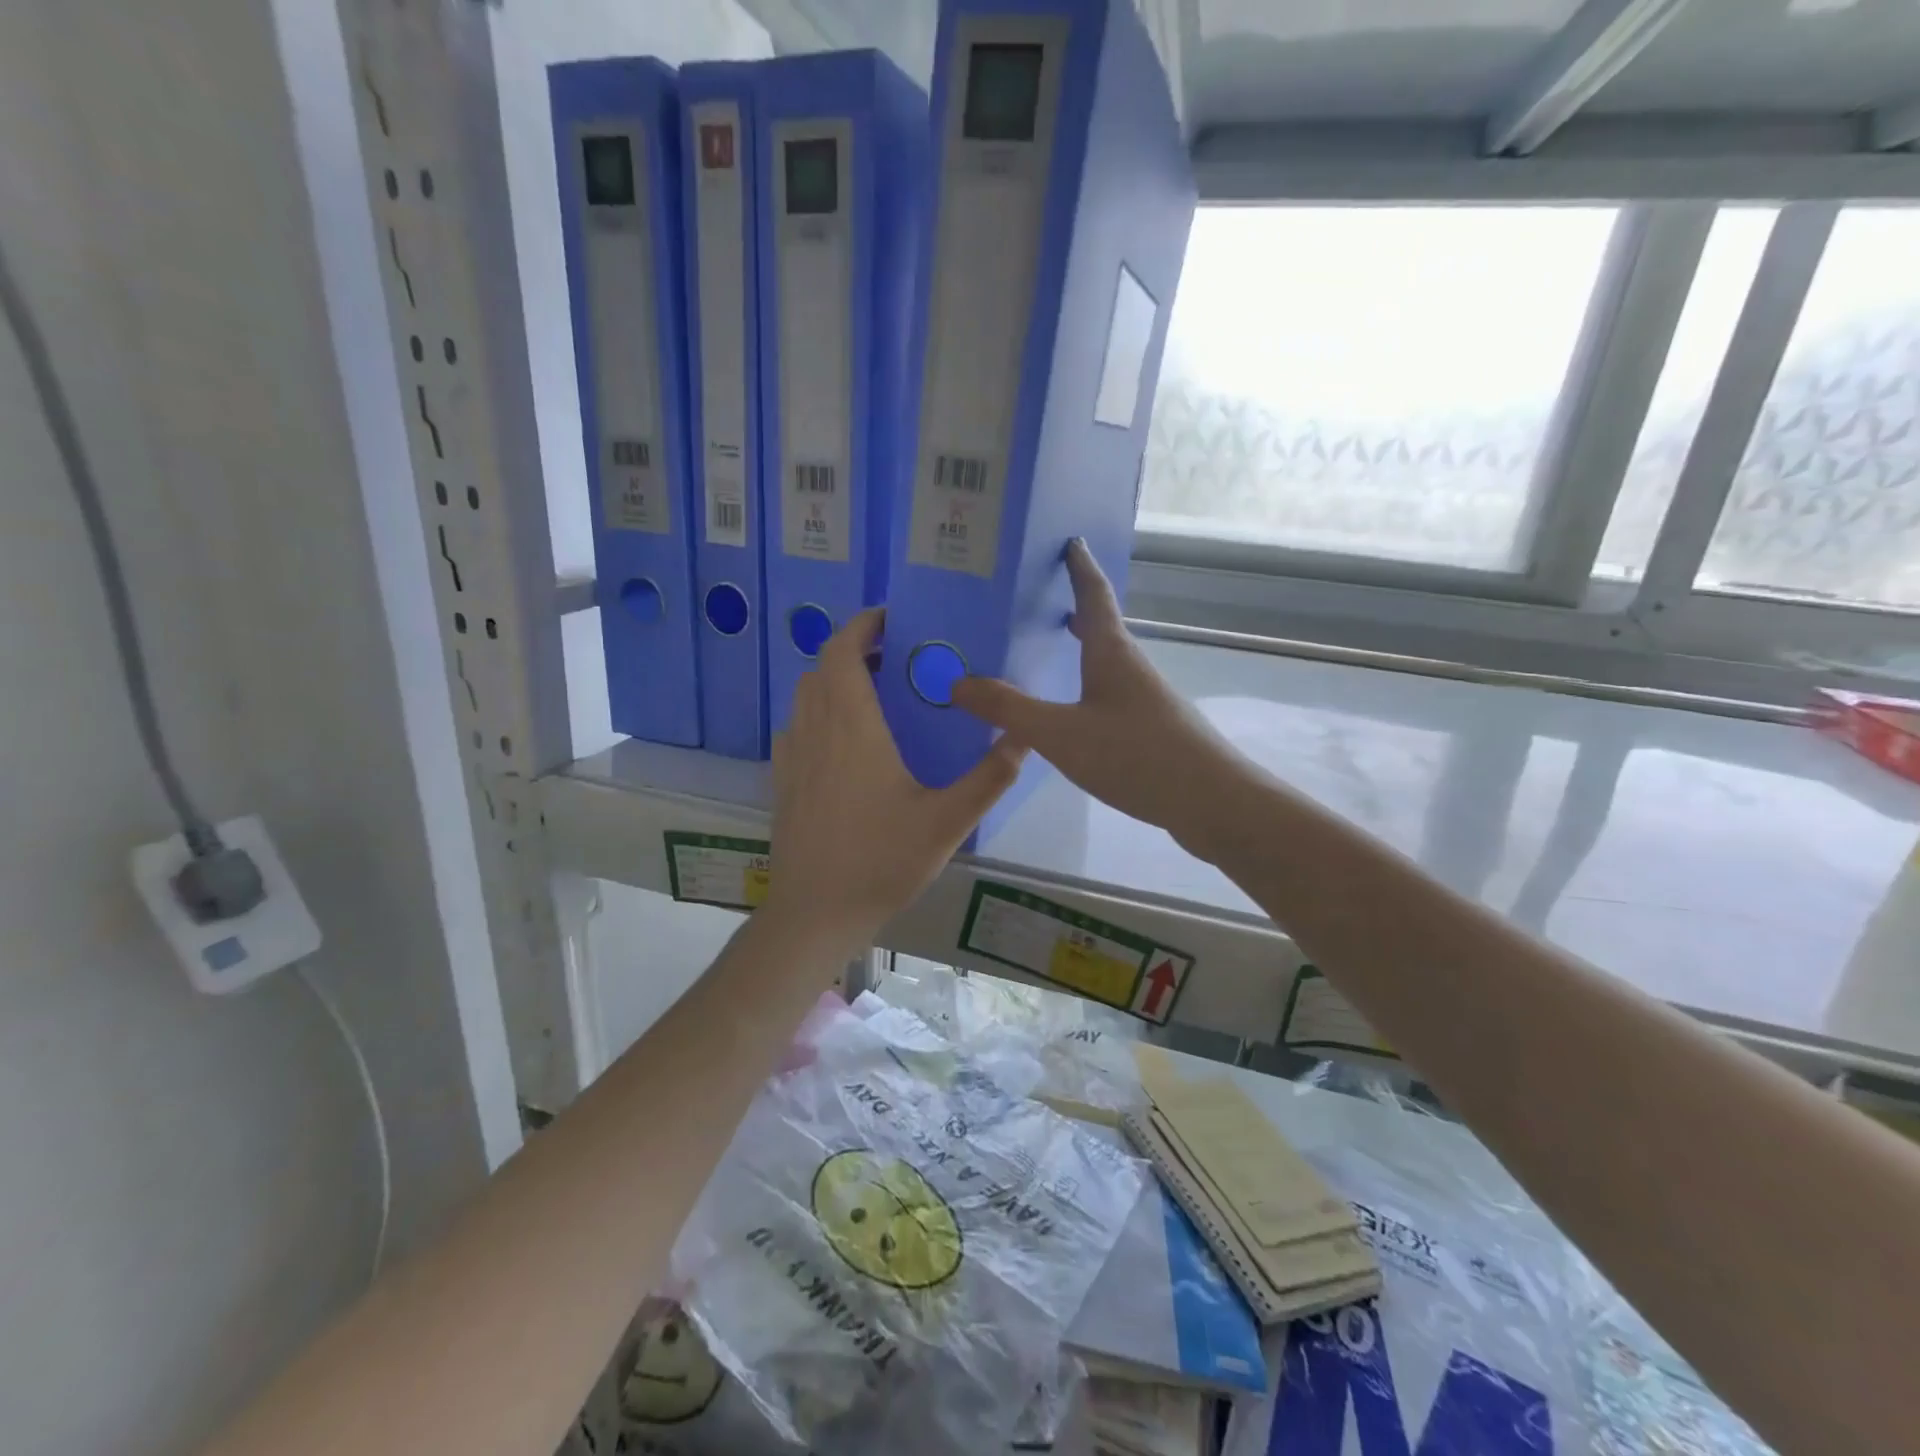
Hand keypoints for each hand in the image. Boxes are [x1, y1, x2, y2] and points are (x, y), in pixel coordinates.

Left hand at [765, 607, 1025, 945]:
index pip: (842, 652)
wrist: (815, 912)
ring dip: (833, 679)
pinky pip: (796, 726)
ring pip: (805, 695)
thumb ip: (988, 777)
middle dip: (853, 649)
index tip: (890, 619)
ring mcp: (792, 756)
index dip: (861, 626)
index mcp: (853, 729)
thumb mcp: (947, 822)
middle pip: (822, 667)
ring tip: (873, 692)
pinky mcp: (782, 780)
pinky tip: (845, 739)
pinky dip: (818, 711)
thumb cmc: (881, 862)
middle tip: (894, 657)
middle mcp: (815, 731)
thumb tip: (1023, 735)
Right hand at [951, 540, 1244, 842]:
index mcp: (1111, 653)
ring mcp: (1144, 699)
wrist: (1211, 802)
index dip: (1080, 567)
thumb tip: (958, 682)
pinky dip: (1085, 684)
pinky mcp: (1150, 729)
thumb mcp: (1061, 733)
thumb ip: (1009, 710)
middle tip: (1041, 595)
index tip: (1070, 539)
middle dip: (1074, 606)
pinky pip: (1108, 693)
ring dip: (1080, 647)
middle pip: (1101, 626)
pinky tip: (1069, 710)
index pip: (1094, 595)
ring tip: (1046, 648)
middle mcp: (1130, 667)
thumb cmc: (1135, 755)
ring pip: (1105, 661)